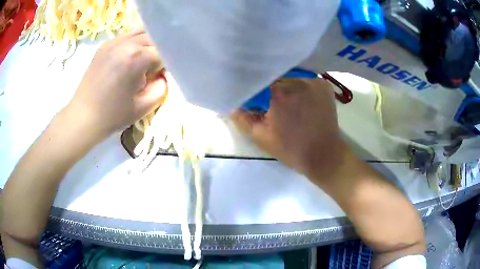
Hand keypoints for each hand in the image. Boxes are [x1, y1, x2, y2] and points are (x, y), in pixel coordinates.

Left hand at [67, 30, 166, 139]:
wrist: (83, 117)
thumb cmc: (112, 116)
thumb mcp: (143, 107)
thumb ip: (161, 88)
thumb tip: (163, 75)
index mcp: (135, 59)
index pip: (163, 52)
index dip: (166, 64)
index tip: (161, 76)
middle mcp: (125, 44)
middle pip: (153, 38)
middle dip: (157, 52)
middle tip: (152, 70)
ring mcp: (112, 43)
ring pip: (140, 33)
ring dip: (146, 45)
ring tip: (141, 62)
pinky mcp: (104, 46)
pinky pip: (125, 37)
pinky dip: (132, 44)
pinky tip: (127, 59)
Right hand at [232, 78, 345, 178]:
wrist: (324, 155)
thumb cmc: (291, 149)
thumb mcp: (261, 137)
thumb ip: (243, 119)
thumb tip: (233, 105)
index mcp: (277, 93)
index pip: (257, 82)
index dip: (254, 90)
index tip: (254, 100)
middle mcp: (296, 81)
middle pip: (274, 77)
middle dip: (270, 88)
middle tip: (272, 103)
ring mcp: (312, 81)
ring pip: (290, 76)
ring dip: (286, 86)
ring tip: (288, 102)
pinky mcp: (323, 84)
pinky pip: (305, 79)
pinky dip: (301, 87)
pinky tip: (302, 100)